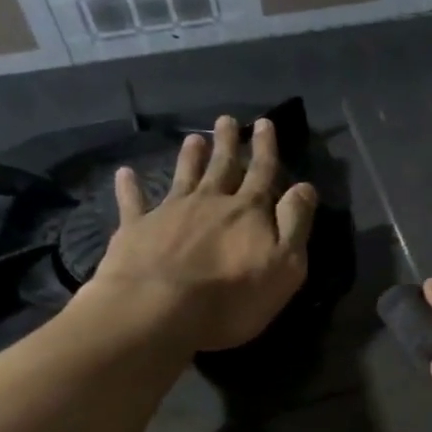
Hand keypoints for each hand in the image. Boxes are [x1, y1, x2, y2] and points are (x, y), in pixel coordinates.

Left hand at [80, 115, 315, 353]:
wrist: (158, 310)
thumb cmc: (233, 296)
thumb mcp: (285, 265)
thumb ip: (295, 223)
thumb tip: (305, 187)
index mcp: (248, 211)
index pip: (262, 172)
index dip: (265, 148)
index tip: (264, 124)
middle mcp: (211, 201)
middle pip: (222, 166)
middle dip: (228, 143)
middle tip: (227, 120)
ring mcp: (170, 212)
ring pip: (184, 176)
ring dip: (190, 157)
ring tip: (194, 138)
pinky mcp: (136, 229)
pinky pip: (133, 201)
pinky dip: (130, 186)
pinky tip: (125, 173)